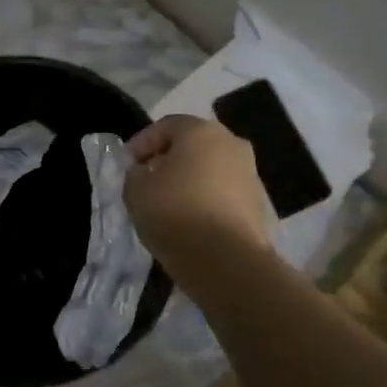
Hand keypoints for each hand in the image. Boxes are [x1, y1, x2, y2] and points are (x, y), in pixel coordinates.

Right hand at [124, 115, 273, 282]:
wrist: (226, 260)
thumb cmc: (174, 213)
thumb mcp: (136, 190)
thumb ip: (135, 174)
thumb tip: (144, 172)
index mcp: (201, 131)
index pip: (165, 126)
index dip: (142, 143)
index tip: (127, 164)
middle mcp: (231, 144)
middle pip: (193, 146)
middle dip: (168, 160)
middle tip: (147, 181)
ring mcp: (250, 174)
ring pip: (211, 170)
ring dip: (190, 181)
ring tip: (168, 205)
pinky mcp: (259, 204)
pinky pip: (224, 194)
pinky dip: (206, 201)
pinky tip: (191, 221)